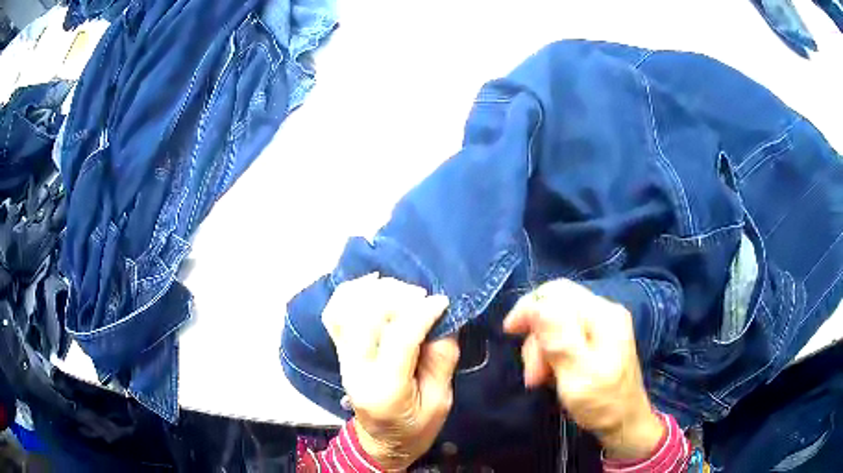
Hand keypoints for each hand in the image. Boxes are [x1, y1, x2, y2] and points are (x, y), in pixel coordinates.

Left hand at [323, 274, 459, 470]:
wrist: (382, 443)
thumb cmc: (416, 428)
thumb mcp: (441, 401)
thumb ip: (442, 359)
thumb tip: (442, 318)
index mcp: (384, 389)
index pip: (398, 337)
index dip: (422, 312)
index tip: (442, 302)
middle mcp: (355, 369)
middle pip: (366, 316)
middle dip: (398, 297)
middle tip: (422, 298)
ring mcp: (342, 358)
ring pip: (346, 308)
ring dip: (375, 291)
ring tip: (401, 291)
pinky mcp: (339, 351)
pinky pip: (335, 312)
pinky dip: (351, 292)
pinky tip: (372, 284)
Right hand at [503, 279, 663, 459]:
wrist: (625, 423)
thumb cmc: (603, 403)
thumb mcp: (578, 375)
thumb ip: (559, 339)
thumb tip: (536, 305)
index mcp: (603, 316)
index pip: (558, 292)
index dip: (529, 307)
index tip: (509, 332)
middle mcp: (603, 313)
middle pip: (555, 308)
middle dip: (537, 337)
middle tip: (532, 374)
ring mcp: (601, 326)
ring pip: (556, 323)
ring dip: (541, 349)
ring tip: (540, 380)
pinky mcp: (597, 339)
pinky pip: (564, 335)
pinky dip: (551, 353)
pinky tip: (550, 374)